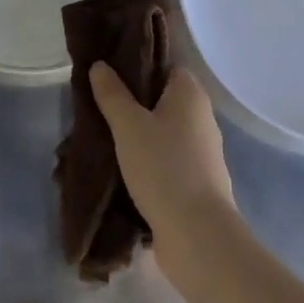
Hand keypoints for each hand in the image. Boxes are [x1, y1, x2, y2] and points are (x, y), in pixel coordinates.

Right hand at [90, 64, 233, 260]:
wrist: (198, 237)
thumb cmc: (163, 168)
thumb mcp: (128, 125)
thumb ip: (112, 93)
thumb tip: (100, 65)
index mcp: (190, 93)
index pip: (164, 66)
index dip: (138, 67)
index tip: (109, 74)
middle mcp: (202, 117)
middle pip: (163, 99)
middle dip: (134, 104)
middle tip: (101, 107)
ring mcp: (204, 152)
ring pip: (165, 132)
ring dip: (140, 135)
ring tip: (106, 139)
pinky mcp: (199, 182)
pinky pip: (169, 160)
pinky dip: (150, 161)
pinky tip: (125, 170)